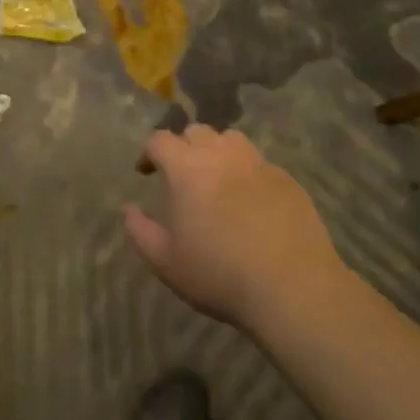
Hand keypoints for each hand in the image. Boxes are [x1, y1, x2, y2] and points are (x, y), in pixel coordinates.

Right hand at [126, 125, 344, 334]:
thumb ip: (141, 232)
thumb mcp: (167, 263)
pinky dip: (247, 172)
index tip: (145, 171)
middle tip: (181, 175)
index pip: (160, 140)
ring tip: (216, 178)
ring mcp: (258, 164)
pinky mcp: (287, 179)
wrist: (292, 287)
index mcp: (187, 169)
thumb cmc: (220, 275)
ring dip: (217, 151)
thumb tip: (127, 210)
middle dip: (183, 147)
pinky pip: (259, 163)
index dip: (148, 152)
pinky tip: (250, 200)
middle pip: (196, 132)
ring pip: (231, 139)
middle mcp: (222, 155)